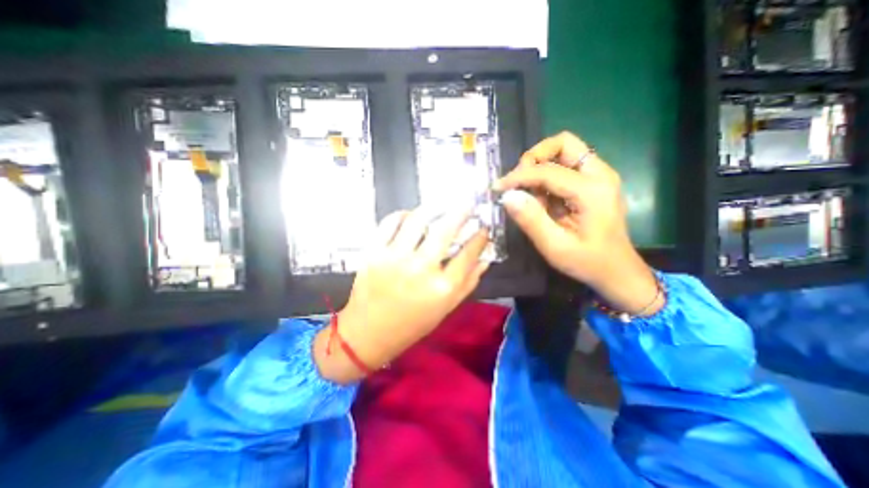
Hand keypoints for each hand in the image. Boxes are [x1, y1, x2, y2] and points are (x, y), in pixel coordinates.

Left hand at [314, 208, 492, 382]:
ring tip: (439, 207)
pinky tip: (410, 216)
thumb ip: (468, 283)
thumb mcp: (445, 309)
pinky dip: (402, 215)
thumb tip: (485, 259)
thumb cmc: (412, 324)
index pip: (469, 253)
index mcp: (442, 288)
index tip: (484, 227)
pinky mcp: (373, 253)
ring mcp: (394, 258)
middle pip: (445, 230)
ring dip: (432, 208)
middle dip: (461, 212)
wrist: (368, 333)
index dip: (480, 237)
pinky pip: (389, 223)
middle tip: (466, 205)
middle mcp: (420, 269)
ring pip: (417, 219)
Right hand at [491, 132, 663, 317]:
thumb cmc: (587, 262)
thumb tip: (508, 196)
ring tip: (531, 195)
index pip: (547, 170)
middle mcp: (599, 174)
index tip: (498, 188)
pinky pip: (565, 166)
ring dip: (540, 167)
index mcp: (592, 190)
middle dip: (534, 158)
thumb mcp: (555, 247)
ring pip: (563, 151)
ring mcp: (599, 176)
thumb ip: (531, 220)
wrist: (617, 271)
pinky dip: (547, 177)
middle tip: (519, 182)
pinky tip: (542, 199)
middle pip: (563, 143)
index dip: (518, 176)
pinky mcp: (593, 182)